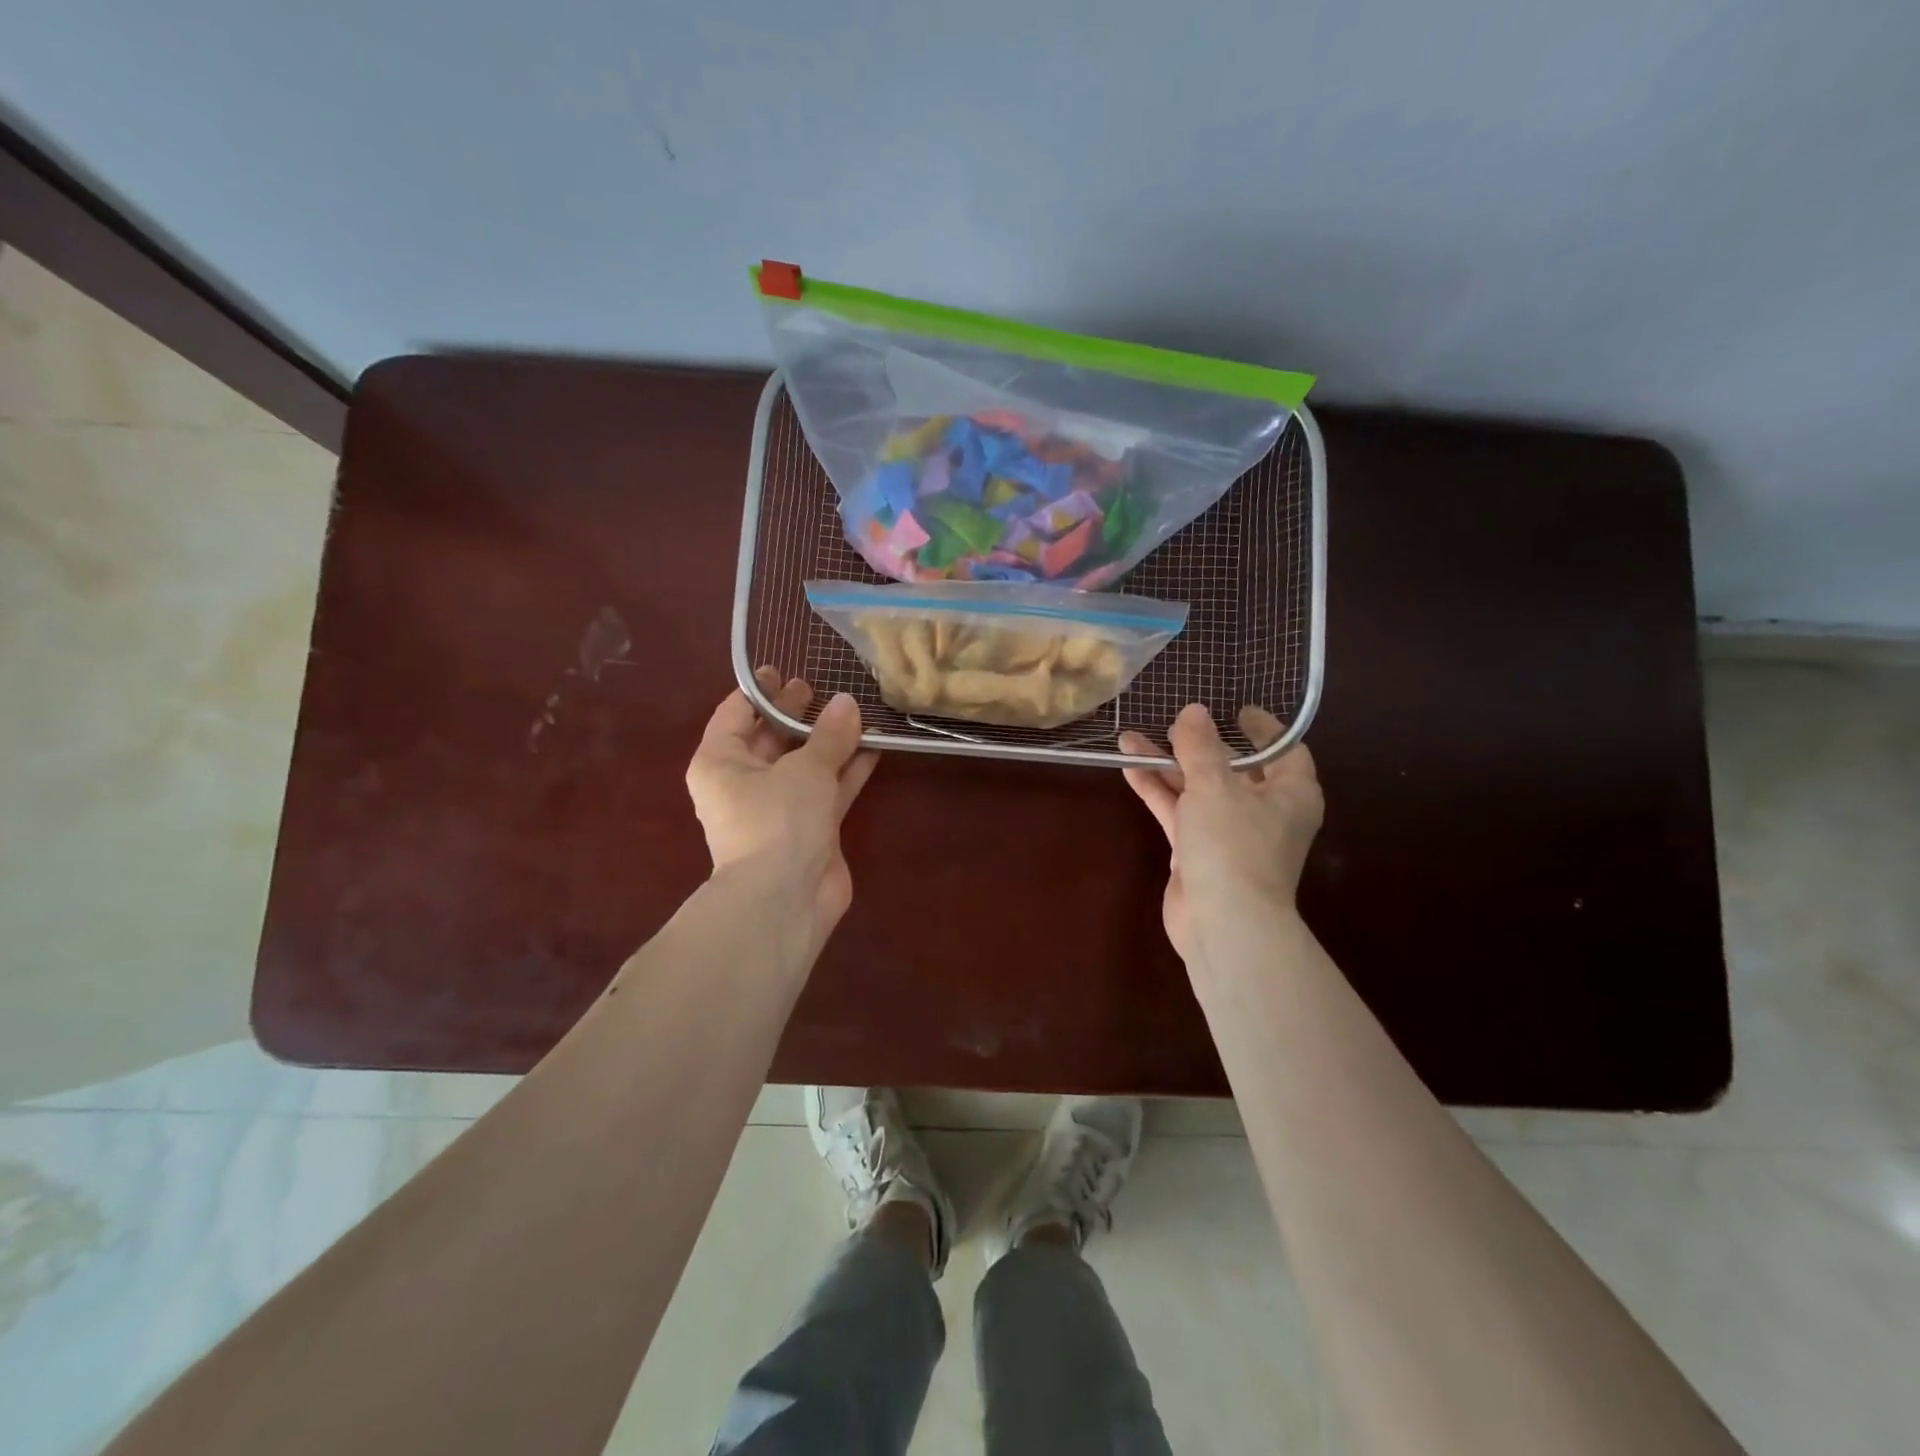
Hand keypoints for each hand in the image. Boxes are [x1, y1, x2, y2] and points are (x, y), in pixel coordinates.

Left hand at [686, 669, 878, 930]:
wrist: (785, 900)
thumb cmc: (778, 820)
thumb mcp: (804, 769)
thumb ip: (829, 735)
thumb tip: (848, 702)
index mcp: (721, 762)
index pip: (735, 714)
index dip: (760, 691)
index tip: (783, 669)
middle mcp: (744, 783)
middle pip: (770, 738)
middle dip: (796, 714)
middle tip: (822, 687)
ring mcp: (777, 809)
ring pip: (803, 765)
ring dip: (828, 742)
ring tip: (855, 711)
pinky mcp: (808, 830)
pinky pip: (827, 790)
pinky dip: (847, 771)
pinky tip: (874, 746)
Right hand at [1119, 704, 1323, 962]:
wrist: (1223, 923)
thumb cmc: (1234, 844)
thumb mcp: (1215, 785)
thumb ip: (1200, 746)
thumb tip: (1193, 711)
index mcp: (1291, 794)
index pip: (1284, 751)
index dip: (1263, 729)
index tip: (1238, 710)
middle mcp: (1264, 812)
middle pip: (1233, 770)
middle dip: (1200, 746)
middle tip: (1175, 721)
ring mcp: (1229, 835)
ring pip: (1198, 790)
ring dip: (1167, 766)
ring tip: (1131, 738)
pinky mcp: (1198, 853)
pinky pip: (1178, 812)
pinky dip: (1157, 791)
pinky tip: (1129, 767)